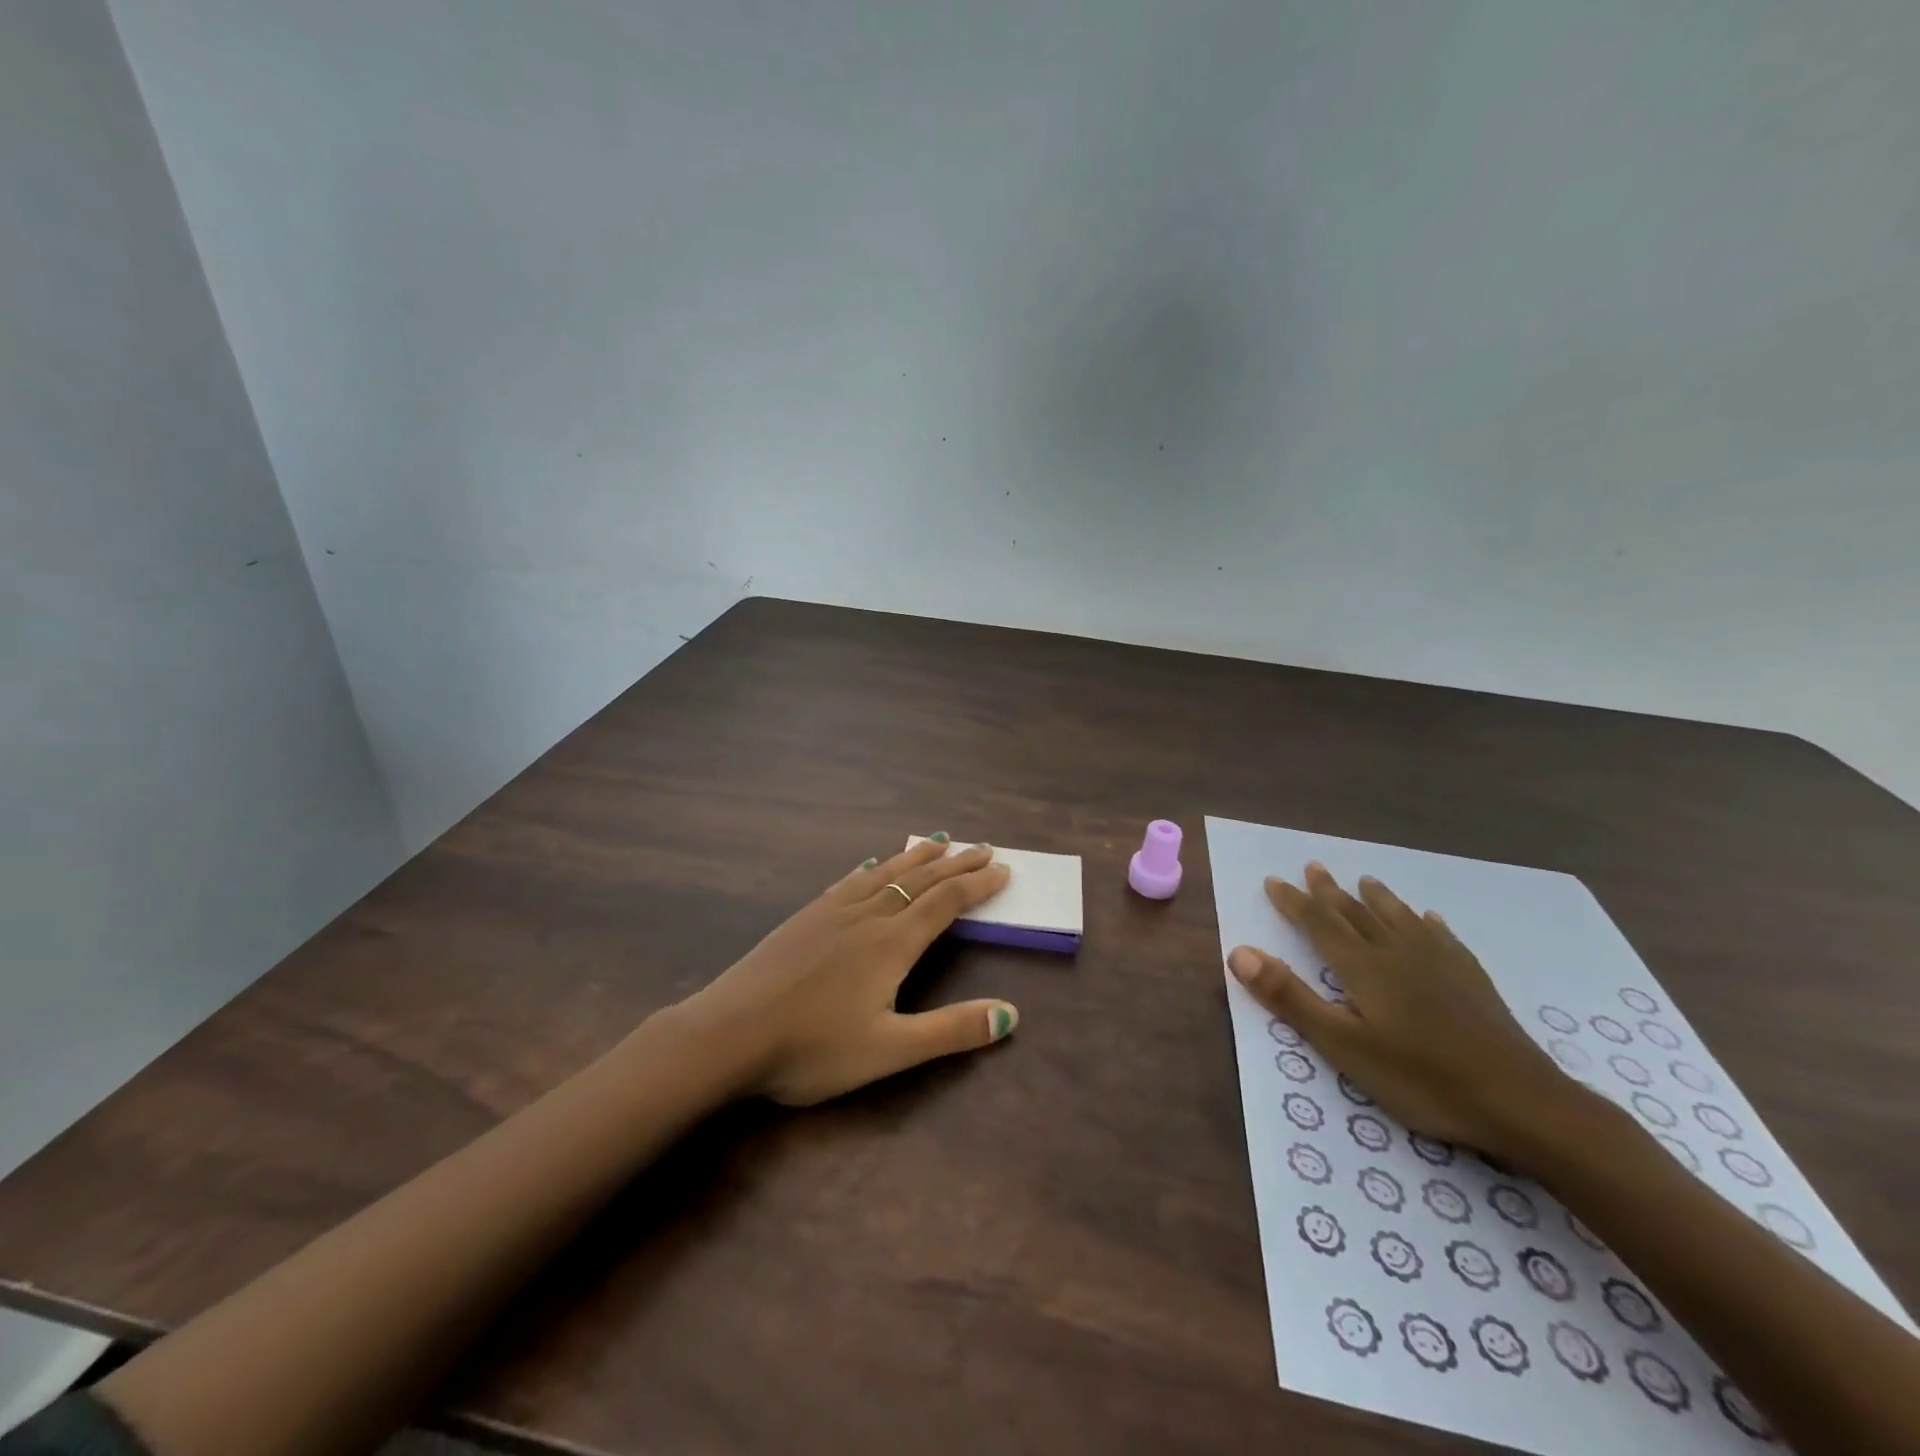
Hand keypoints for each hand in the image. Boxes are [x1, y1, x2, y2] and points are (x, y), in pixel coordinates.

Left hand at [678, 837, 1018, 1105]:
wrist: (728, 1034)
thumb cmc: (811, 1048)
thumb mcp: (889, 1050)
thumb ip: (950, 1031)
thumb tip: (1010, 1015)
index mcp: (892, 943)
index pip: (946, 903)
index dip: (977, 885)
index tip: (1002, 869)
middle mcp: (867, 916)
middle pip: (921, 880)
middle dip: (956, 864)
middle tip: (983, 848)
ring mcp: (832, 911)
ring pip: (885, 872)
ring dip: (917, 856)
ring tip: (939, 840)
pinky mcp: (805, 916)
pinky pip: (850, 880)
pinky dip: (873, 867)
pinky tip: (870, 864)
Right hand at [1227, 863, 1576, 1163]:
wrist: (1522, 1103)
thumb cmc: (1422, 1079)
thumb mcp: (1344, 1046)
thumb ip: (1291, 998)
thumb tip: (1239, 951)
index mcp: (1363, 968)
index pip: (1319, 924)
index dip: (1294, 902)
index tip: (1273, 880)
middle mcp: (1398, 954)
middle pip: (1357, 914)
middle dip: (1331, 892)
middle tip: (1313, 867)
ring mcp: (1440, 966)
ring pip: (1400, 919)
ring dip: (1378, 899)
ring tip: (1365, 880)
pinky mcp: (1473, 982)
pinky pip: (1444, 939)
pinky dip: (1429, 924)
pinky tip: (1430, 919)